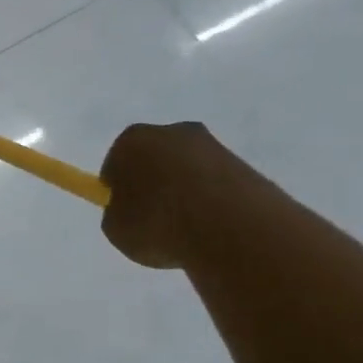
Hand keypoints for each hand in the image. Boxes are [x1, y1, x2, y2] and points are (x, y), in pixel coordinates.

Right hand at [99, 121, 262, 269]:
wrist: (230, 228)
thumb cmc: (157, 224)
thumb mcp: (116, 230)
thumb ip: (118, 215)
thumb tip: (131, 212)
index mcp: (131, 141)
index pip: (116, 163)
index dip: (118, 189)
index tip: (125, 213)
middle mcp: (172, 132)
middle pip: (154, 159)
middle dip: (153, 183)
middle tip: (153, 219)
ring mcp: (213, 145)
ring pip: (188, 170)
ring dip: (185, 192)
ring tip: (187, 228)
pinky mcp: (246, 164)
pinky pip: (216, 183)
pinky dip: (212, 200)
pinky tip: (212, 226)